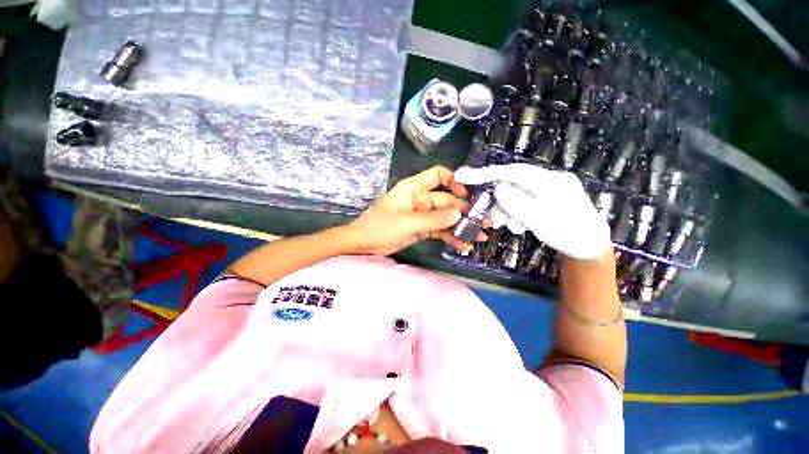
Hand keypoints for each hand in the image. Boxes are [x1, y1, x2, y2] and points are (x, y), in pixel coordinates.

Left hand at [346, 166, 480, 255]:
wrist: (362, 244)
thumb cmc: (379, 227)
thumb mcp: (406, 223)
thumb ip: (433, 219)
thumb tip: (459, 214)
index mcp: (414, 189)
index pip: (438, 175)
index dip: (454, 181)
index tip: (467, 195)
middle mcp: (420, 199)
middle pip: (446, 201)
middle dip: (464, 211)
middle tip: (483, 222)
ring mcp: (421, 215)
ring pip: (444, 217)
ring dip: (460, 226)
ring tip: (478, 236)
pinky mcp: (420, 228)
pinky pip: (438, 230)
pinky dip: (449, 236)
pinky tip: (463, 244)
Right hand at [454, 164, 611, 259]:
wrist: (589, 248)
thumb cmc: (568, 234)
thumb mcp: (540, 220)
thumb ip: (516, 203)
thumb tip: (497, 188)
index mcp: (550, 180)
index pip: (511, 172)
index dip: (485, 173)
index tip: (463, 175)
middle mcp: (547, 180)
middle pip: (511, 184)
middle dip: (500, 203)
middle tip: (495, 220)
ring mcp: (546, 189)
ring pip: (514, 195)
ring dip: (508, 212)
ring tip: (515, 227)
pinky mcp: (544, 199)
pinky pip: (521, 202)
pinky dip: (515, 214)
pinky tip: (520, 226)